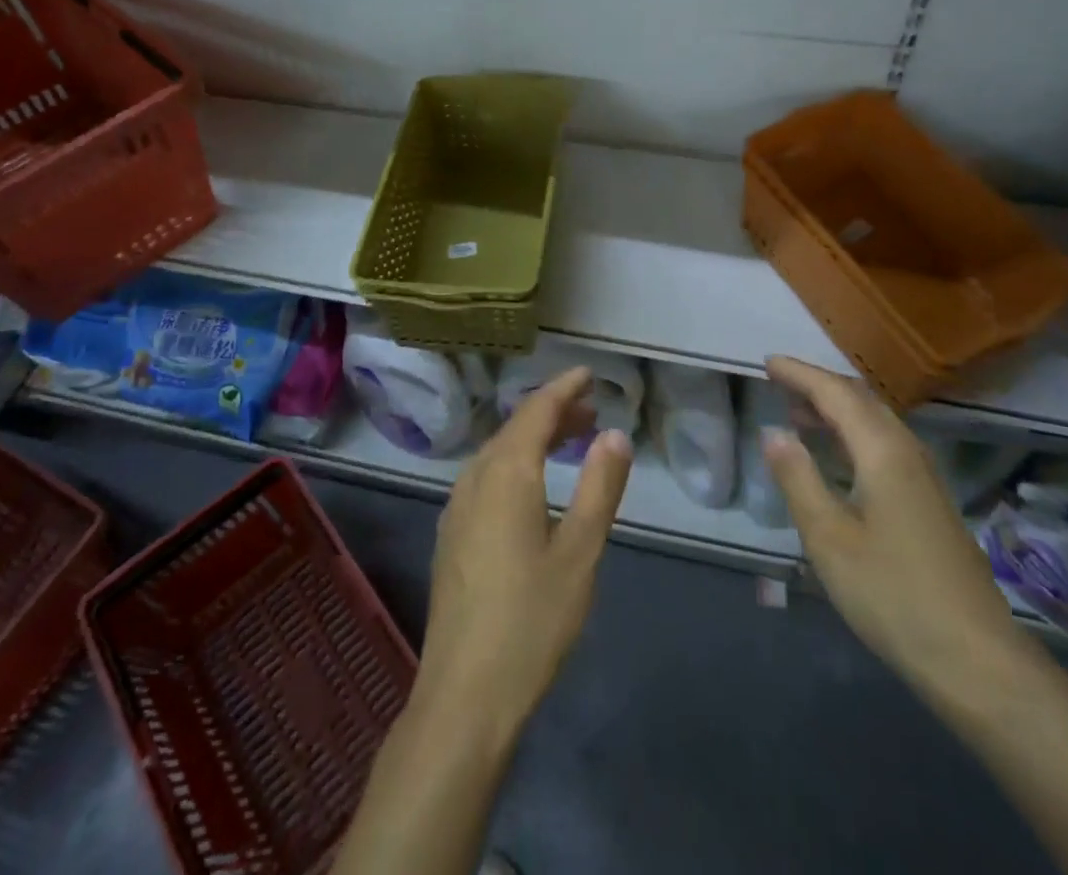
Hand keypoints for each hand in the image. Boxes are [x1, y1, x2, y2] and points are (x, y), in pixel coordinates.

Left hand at [415, 367, 633, 749]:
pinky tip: (532, 484)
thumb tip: (615, 434)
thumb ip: (598, 487)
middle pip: (516, 428)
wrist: (464, 694)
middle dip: (553, 412)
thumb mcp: (580, 552)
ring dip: (534, 438)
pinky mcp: (451, 533)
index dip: (563, 388)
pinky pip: (486, 475)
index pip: (536, 411)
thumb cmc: (531, 620)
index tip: (588, 374)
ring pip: (498, 452)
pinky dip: (515, 462)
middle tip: (591, 410)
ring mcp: (457, 506)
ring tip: (570, 440)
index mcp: (506, 474)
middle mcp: (475, 478)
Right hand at [760, 355, 1031, 695]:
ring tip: (798, 415)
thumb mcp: (829, 538)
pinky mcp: (930, 502)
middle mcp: (907, 452)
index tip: (767, 362)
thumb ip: (798, 478)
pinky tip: (837, 458)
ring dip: (836, 410)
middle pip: (860, 400)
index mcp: (883, 451)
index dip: (800, 374)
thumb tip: (773, 432)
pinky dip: (852, 434)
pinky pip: (884, 445)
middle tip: (779, 382)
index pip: (835, 393)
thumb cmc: (893, 594)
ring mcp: (924, 478)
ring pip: (875, 422)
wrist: (977, 660)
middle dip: (818, 386)